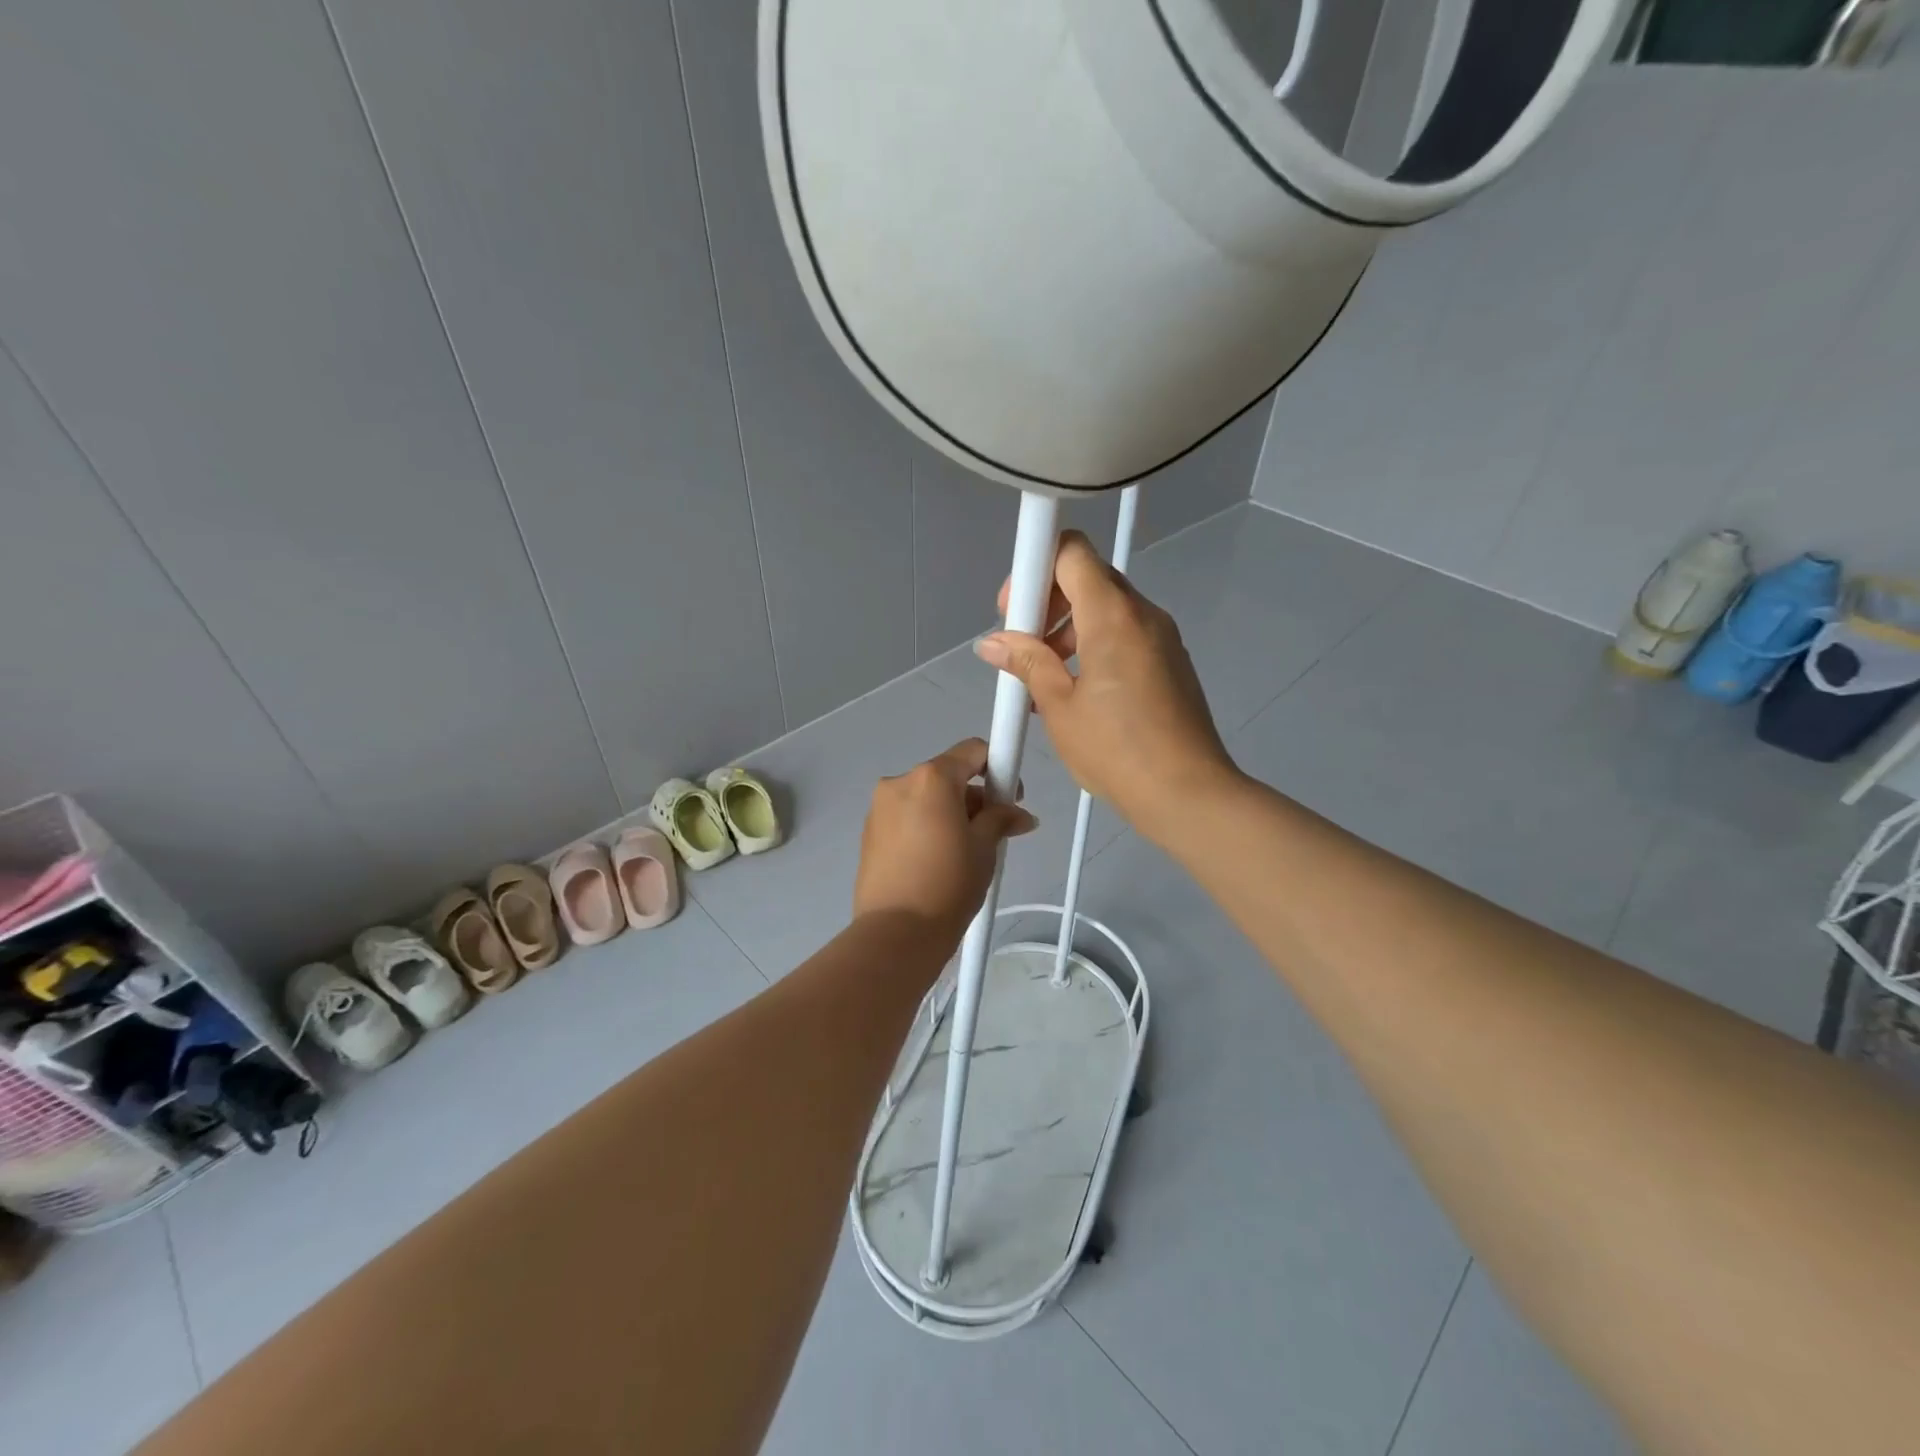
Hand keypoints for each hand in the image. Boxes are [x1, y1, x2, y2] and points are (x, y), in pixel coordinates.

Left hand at [853, 739, 1037, 942]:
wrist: (897, 933)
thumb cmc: (949, 883)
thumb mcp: (985, 848)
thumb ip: (1001, 819)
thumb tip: (1019, 815)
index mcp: (931, 778)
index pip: (972, 751)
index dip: (998, 767)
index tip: (1009, 797)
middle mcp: (899, 782)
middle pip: (947, 776)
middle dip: (973, 797)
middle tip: (992, 833)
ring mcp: (879, 807)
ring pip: (925, 798)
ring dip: (948, 813)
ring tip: (963, 854)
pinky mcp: (868, 832)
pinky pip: (906, 817)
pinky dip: (925, 827)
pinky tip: (936, 862)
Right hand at [976, 531, 1239, 841]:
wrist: (1189, 794)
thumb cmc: (1116, 750)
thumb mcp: (1060, 707)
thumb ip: (1027, 662)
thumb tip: (993, 643)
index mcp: (1113, 615)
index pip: (1071, 550)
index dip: (1034, 567)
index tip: (1015, 611)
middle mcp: (1143, 614)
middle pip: (1088, 576)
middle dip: (1048, 602)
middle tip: (1025, 645)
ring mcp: (1162, 637)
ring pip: (1106, 608)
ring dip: (1069, 628)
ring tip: (1046, 678)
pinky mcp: (1171, 661)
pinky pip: (1125, 634)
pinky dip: (1094, 646)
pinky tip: (1077, 692)